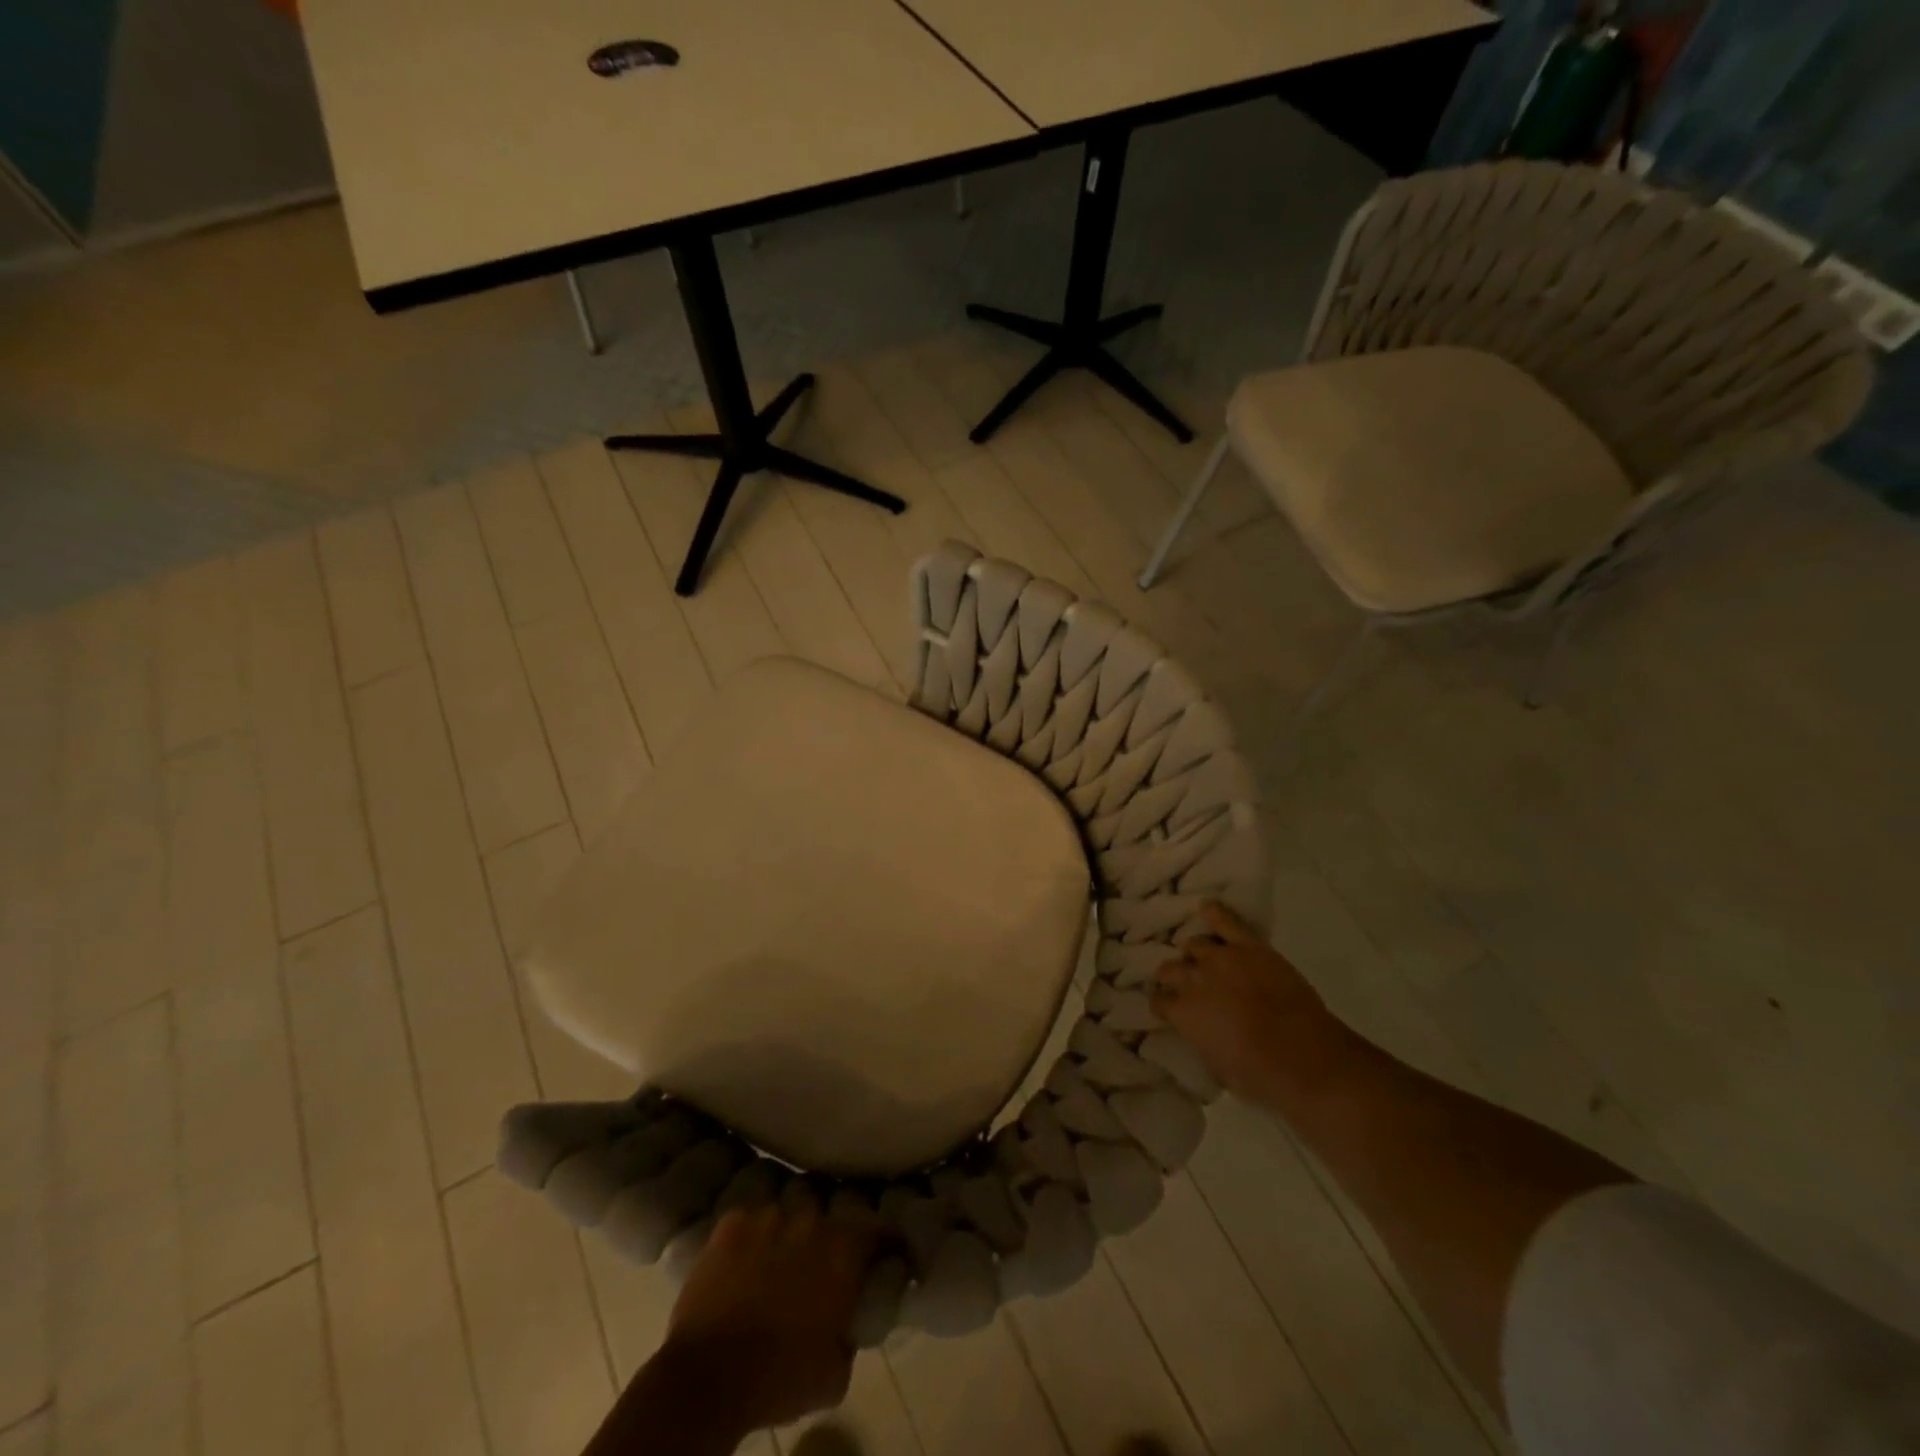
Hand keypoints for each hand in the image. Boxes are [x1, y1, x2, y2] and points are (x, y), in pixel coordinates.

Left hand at [660, 1196, 877, 1430]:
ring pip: (789, 1215)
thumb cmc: (779, 1379)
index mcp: (843, 1250)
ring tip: (776, 1265)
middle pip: (830, 1217)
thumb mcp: (835, 1373)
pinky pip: (751, 1222)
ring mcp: (769, 1214)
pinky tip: (743, 1265)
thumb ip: (851, 1331)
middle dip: (830, 1239)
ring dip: (789, 1236)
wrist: (706, 1378)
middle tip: (821, 1267)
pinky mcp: (732, 1221)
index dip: (887, 1243)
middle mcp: (811, 1218)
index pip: (880, 1231)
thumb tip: (850, 1317)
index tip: (887, 1255)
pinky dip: (752, 1239)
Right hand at [1150, 902, 1349, 1103]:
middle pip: (1171, 968)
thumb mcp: (1217, 1066)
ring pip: (1194, 944)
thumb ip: (1201, 1039)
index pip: (1158, 1000)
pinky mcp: (1250, 947)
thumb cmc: (1260, 1076)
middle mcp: (1194, 979)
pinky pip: (1226, 921)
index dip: (1162, 1004)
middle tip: (1181, 983)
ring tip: (1199, 959)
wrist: (1306, 1058)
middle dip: (1172, 976)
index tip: (1166, 1008)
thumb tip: (1199, 1029)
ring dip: (1194, 954)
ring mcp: (1222, 958)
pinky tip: (1206, 908)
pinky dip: (1215, 912)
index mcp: (1183, 1012)